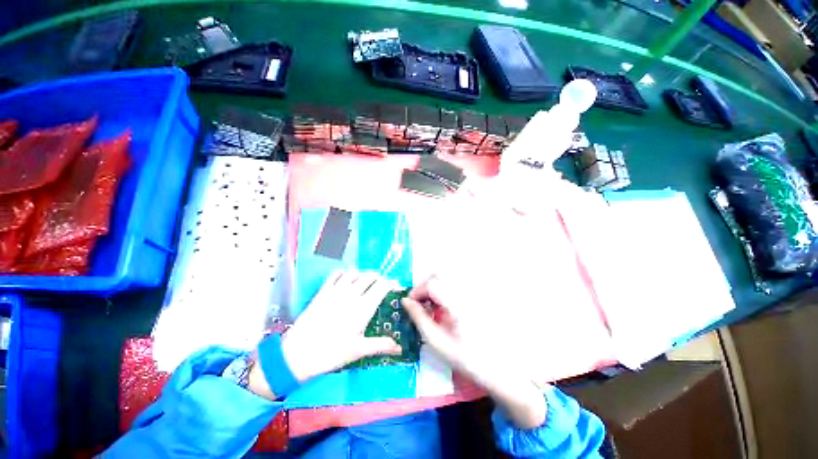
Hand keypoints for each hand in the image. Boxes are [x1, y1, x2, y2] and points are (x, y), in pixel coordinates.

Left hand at [280, 270, 401, 382]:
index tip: (395, 285)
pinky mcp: (323, 291)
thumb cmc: (331, 353)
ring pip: (354, 272)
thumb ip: (381, 345)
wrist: (298, 354)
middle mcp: (352, 294)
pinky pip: (336, 274)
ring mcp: (336, 290)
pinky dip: (344, 272)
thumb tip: (400, 348)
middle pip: (370, 276)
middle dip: (379, 277)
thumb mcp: (358, 350)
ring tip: (365, 281)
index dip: (391, 283)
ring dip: (363, 274)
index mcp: (364, 307)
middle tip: (381, 284)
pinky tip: (346, 278)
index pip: (382, 286)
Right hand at [402, 277, 546, 428]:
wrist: (500, 369)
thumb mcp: (438, 342)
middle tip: (419, 302)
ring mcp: (473, 293)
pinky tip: (443, 307)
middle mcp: (467, 291)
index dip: (417, 290)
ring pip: (447, 277)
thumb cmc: (468, 359)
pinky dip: (444, 291)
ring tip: (430, 306)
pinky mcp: (477, 296)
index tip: (409, 303)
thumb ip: (420, 319)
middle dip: (425, 285)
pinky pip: (455, 285)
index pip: (432, 283)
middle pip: (440, 275)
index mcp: (458, 302)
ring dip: (434, 287)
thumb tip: (405, 302)